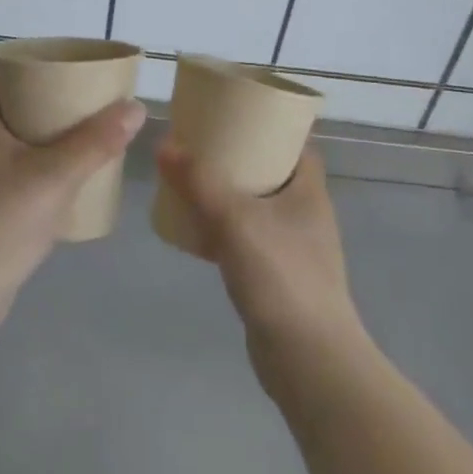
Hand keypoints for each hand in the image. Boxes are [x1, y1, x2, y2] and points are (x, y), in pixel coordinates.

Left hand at [0, 74, 144, 355]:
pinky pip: (18, 177)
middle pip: (7, 112)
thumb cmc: (3, 220)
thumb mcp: (55, 175)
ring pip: (15, 147)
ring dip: (45, 140)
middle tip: (80, 102)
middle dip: (42, 104)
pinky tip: (70, 182)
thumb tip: (135, 107)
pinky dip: (42, 171)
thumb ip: (95, 142)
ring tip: (83, 137)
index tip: (55, 69)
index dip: (19, 70)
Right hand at [154, 142, 364, 360]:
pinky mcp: (277, 278)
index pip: (295, 144)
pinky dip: (223, 230)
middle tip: (200, 145)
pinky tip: (195, 230)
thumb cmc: (280, 276)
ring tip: (190, 181)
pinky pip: (247, 240)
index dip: (268, 126)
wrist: (307, 359)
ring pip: (257, 207)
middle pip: (272, 173)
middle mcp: (306, 215)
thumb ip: (199, 181)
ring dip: (228, 194)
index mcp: (308, 191)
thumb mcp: (235, 219)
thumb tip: (164, 143)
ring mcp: (293, 249)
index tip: (232, 114)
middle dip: (238, 158)